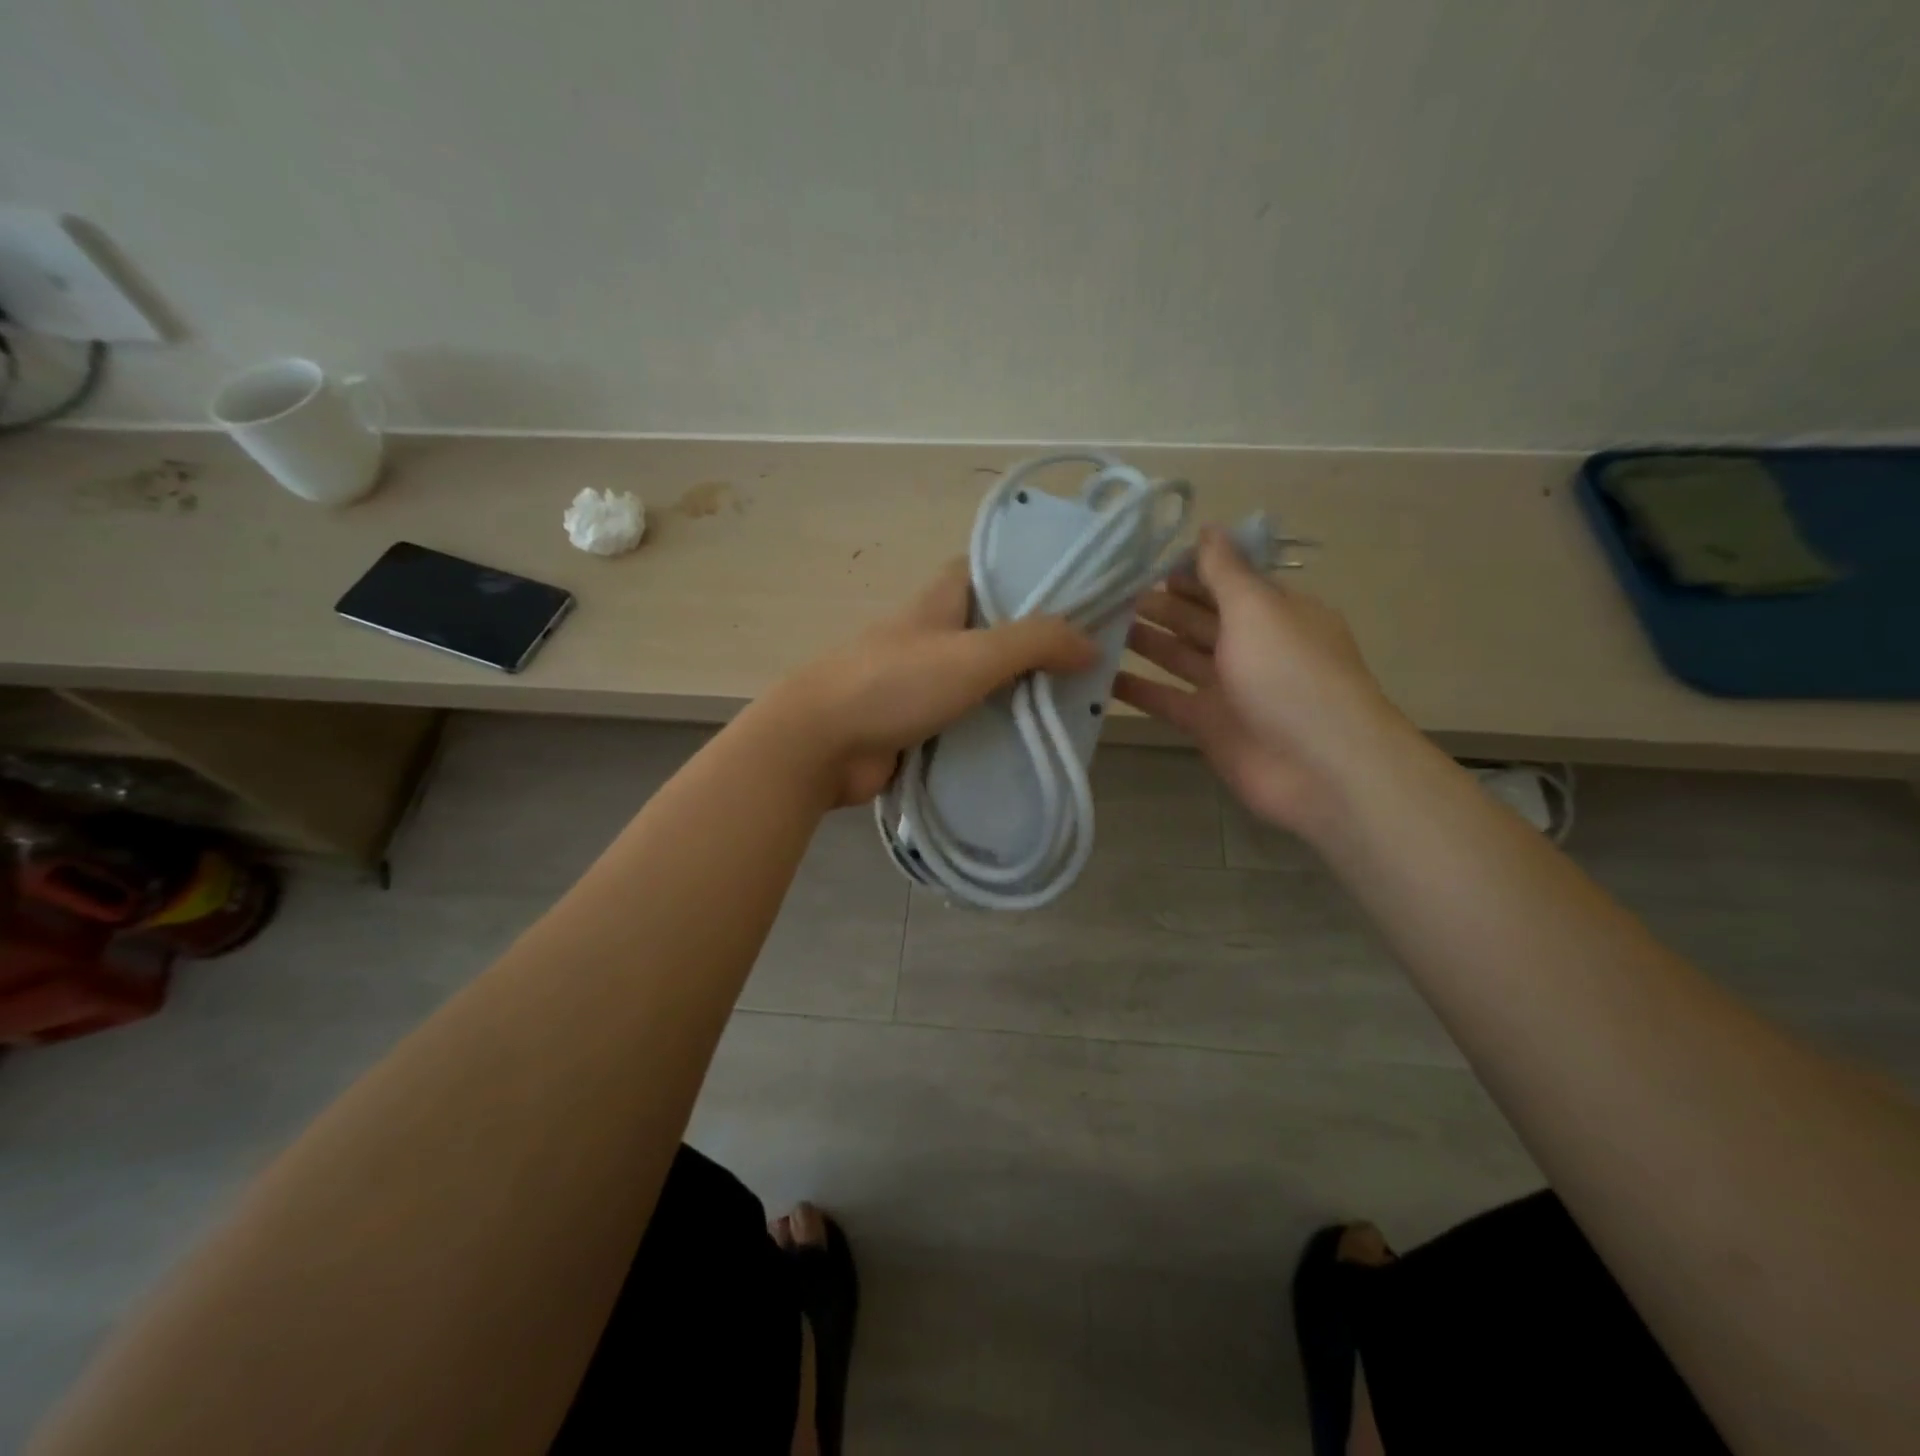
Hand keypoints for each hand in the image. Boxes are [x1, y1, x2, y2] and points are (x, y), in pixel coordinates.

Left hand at [768, 561, 1097, 805]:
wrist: (820, 745)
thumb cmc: (895, 683)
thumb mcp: (973, 654)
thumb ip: (1035, 642)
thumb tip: (1091, 644)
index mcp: (940, 601)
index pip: (988, 570)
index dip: (1029, 574)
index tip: (1075, 591)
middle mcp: (932, 636)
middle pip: (993, 630)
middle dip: (1037, 643)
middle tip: (1091, 658)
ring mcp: (922, 683)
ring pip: (983, 681)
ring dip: (1020, 692)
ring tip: (1076, 703)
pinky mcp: (918, 726)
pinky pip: (969, 722)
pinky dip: (997, 729)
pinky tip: (1034, 742)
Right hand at [1114, 528, 1409, 838]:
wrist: (1318, 766)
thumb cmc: (1290, 674)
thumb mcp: (1257, 610)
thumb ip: (1226, 572)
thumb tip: (1208, 527)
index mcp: (1274, 613)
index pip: (1226, 583)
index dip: (1187, 571)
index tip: (1139, 560)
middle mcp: (1252, 647)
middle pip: (1198, 619)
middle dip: (1159, 605)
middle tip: (1108, 593)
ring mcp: (1229, 689)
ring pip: (1179, 657)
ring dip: (1144, 641)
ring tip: (1096, 625)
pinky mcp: (1208, 726)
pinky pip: (1166, 699)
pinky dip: (1137, 689)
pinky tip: (1099, 676)